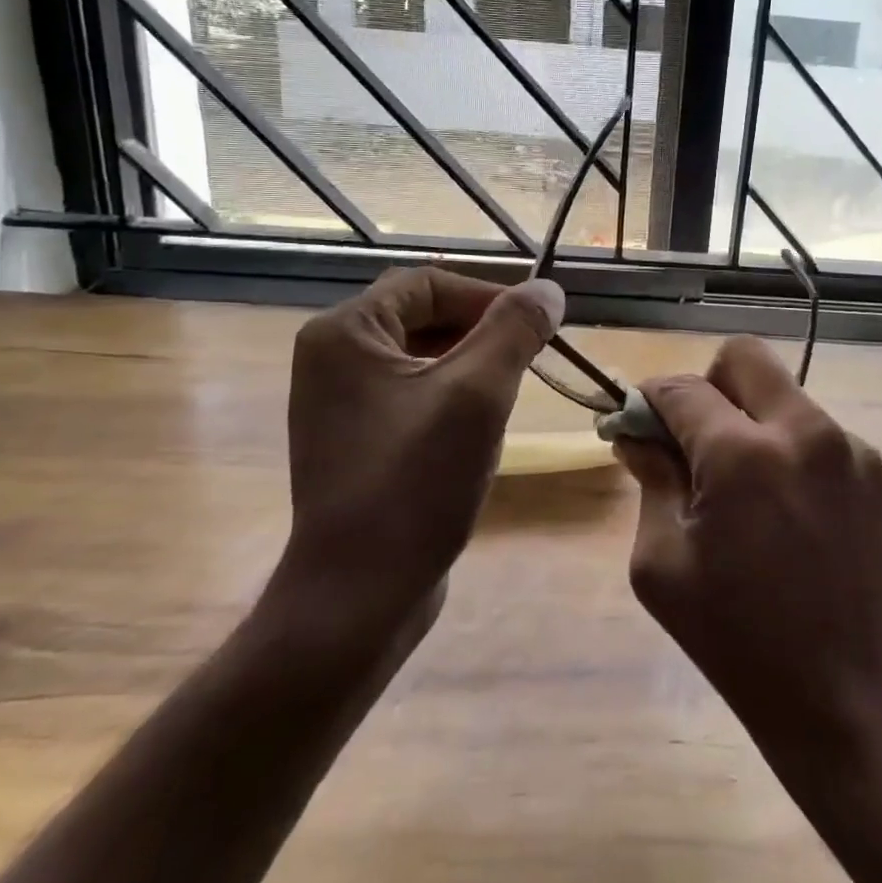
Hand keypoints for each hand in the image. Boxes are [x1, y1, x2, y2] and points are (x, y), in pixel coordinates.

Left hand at [266, 266, 564, 662]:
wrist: (358, 599)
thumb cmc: (414, 485)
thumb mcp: (478, 396)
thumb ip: (515, 331)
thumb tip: (549, 289)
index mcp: (345, 333)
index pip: (429, 283)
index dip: (489, 296)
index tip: (537, 325)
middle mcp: (332, 357)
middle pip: (424, 315)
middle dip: (482, 331)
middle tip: (530, 358)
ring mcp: (340, 401)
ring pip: (423, 355)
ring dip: (472, 364)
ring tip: (510, 393)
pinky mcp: (356, 437)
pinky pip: (412, 392)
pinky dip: (452, 394)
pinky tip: (481, 427)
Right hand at [614, 336, 881, 739]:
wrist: (844, 698)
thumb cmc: (735, 637)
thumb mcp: (661, 564)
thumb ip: (650, 481)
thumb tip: (637, 434)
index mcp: (741, 454)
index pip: (683, 388)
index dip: (651, 398)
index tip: (643, 419)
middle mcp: (805, 432)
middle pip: (746, 357)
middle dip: (712, 384)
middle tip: (702, 437)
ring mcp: (855, 451)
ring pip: (790, 400)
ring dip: (761, 426)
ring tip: (758, 494)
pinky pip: (828, 441)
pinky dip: (802, 460)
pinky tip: (802, 519)